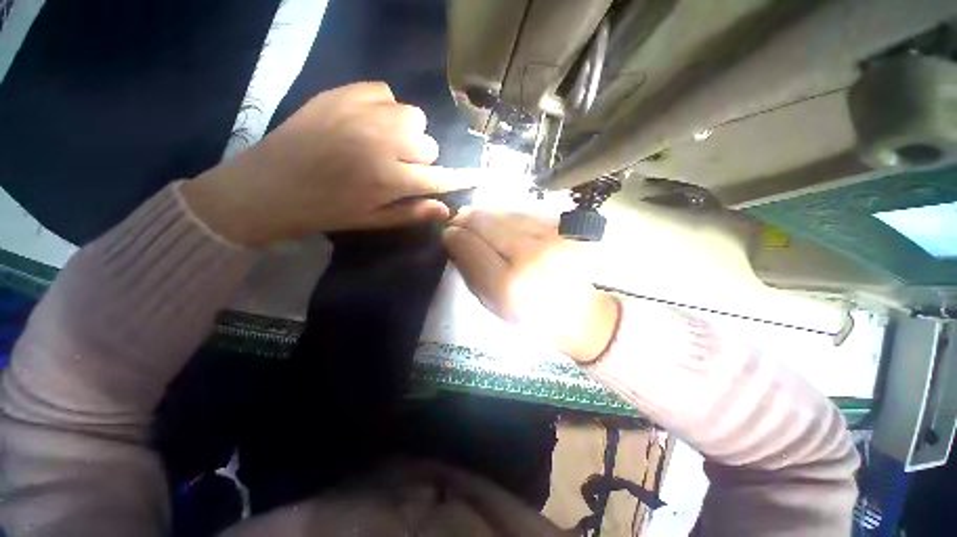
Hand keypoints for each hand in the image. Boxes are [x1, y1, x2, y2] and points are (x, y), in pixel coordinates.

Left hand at [182, 82, 475, 245]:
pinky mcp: (342, 93)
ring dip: (408, 133)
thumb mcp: (373, 221)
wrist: (268, 186)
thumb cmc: (326, 211)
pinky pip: (385, 92)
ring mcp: (362, 113)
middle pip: (428, 144)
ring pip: (413, 116)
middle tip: (400, 167)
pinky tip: (369, 121)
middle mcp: (382, 142)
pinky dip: (386, 108)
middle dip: (421, 159)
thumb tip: (446, 209)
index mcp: (389, 179)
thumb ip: (412, 213)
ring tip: (387, 142)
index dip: (460, 178)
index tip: (476, 176)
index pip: (439, 177)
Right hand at [442, 209, 619, 362]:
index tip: (448, 232)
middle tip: (460, 220)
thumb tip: (453, 237)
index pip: (472, 247)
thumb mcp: (493, 303)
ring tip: (480, 220)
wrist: (580, 312)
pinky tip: (506, 224)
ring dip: (488, 215)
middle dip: (469, 219)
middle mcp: (534, 257)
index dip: (456, 235)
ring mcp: (555, 237)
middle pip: (488, 224)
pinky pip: (527, 213)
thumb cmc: (531, 315)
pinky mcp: (569, 227)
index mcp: (511, 286)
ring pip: (507, 213)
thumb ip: (469, 270)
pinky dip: (510, 216)